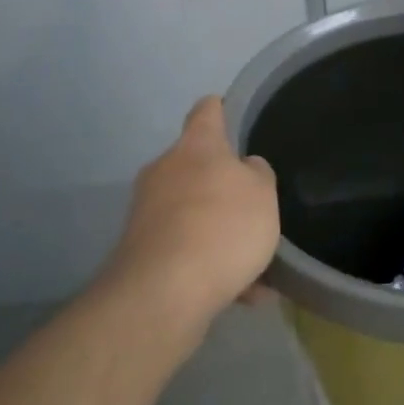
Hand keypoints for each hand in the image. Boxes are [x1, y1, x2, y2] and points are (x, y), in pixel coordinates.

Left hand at [101, 97, 280, 339]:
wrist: (163, 293)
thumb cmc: (222, 226)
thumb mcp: (263, 194)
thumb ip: (258, 175)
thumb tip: (244, 168)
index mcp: (196, 146)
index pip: (207, 111)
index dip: (221, 109)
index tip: (231, 114)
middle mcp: (165, 170)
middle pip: (197, 166)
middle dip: (223, 186)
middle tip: (254, 208)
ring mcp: (147, 212)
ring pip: (193, 215)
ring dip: (220, 234)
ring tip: (257, 267)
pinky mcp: (140, 252)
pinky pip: (185, 251)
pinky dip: (210, 266)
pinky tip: (242, 295)